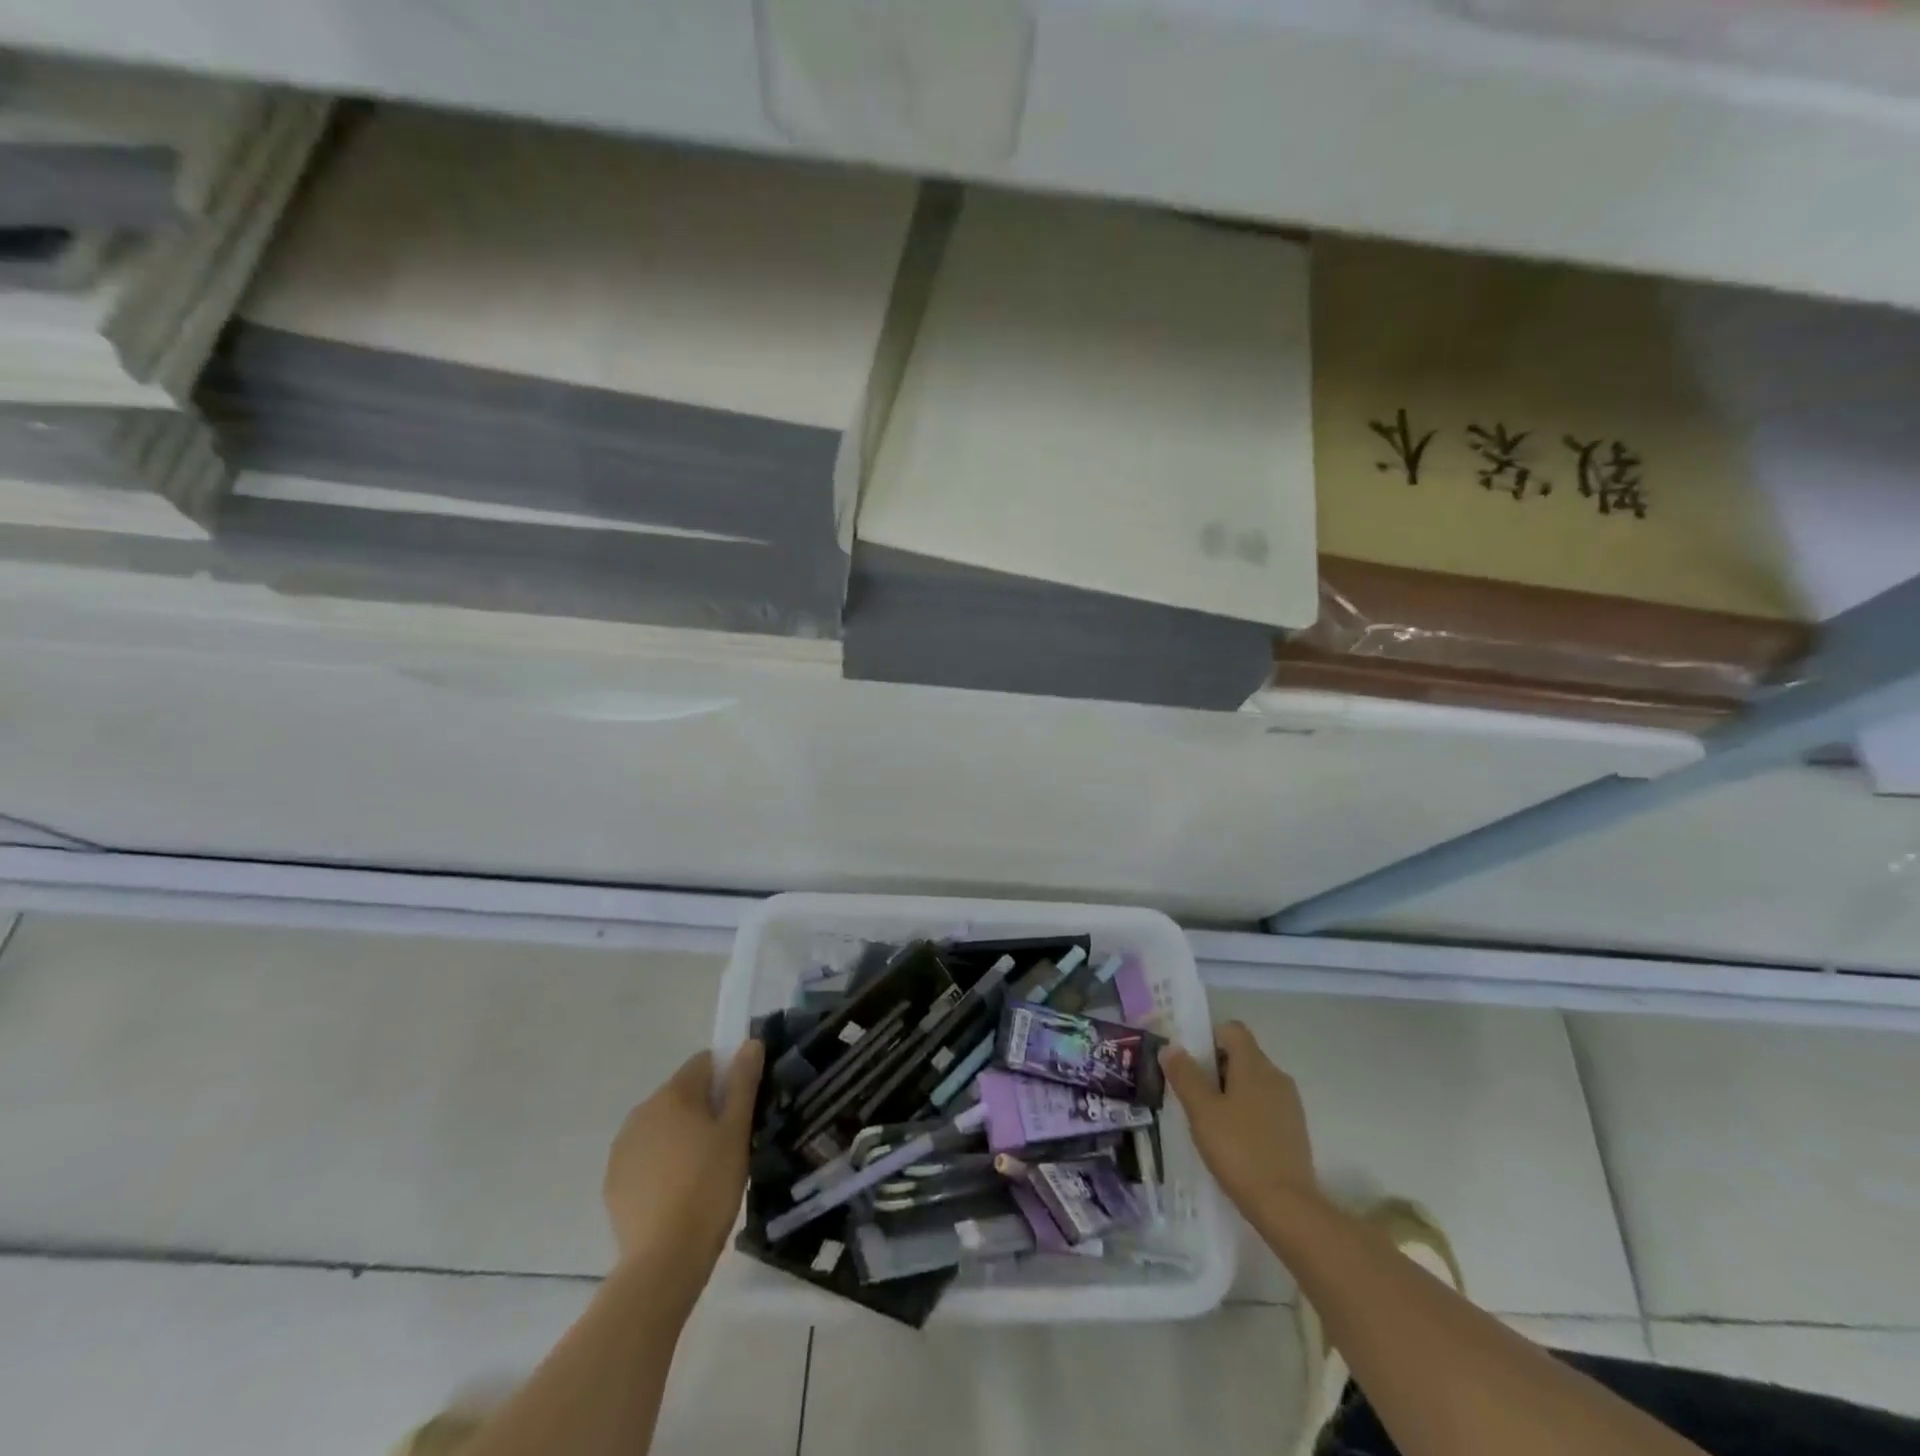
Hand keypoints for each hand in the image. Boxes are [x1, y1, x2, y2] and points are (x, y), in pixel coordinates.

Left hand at [603, 1042, 762, 1289]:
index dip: (727, 1077)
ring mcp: (623, 1147)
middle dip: (704, 1108)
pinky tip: (678, 1192)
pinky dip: (662, 1163)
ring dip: (681, 1135)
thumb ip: (743, 1083)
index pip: (704, 1062)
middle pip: (682, 1094)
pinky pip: (645, 1156)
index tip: (741, 1107)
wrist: (663, 1260)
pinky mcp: (614, 1180)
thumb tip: (750, 1043)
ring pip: (662, 1125)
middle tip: (728, 1142)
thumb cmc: (709, 1187)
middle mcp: (642, 1110)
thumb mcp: (737, 1132)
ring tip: (704, 1170)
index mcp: (674, 1094)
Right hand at [1160, 1020, 1317, 1215]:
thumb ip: (1185, 1075)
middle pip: (1242, 1055)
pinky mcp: (1294, 1130)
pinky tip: (1233, 1139)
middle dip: (1215, 1067)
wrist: (1287, 1206)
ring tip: (1209, 1118)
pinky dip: (1247, 1112)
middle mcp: (1276, 1076)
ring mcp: (1289, 1104)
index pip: (1232, 1029)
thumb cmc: (1238, 1150)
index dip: (1208, 1037)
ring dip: (1231, 1091)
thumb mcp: (1201, 1110)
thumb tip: (1171, 1047)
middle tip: (1192, 1092)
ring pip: (1254, 1082)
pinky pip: (1265, 1106)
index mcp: (1254, 1065)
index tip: (1190, 1061)